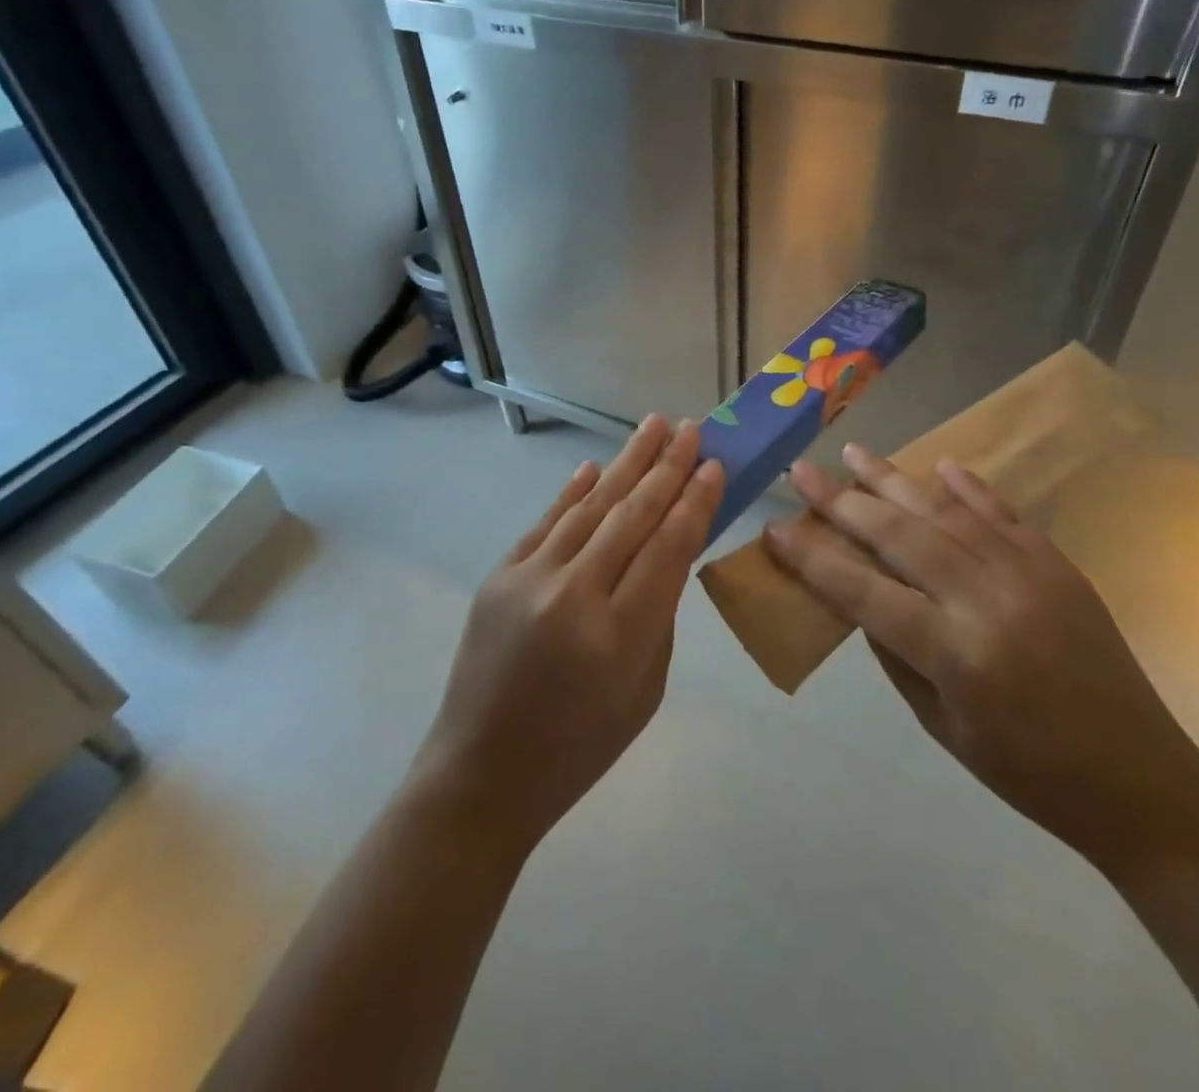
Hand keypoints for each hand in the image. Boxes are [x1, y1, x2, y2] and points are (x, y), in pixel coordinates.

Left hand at [413, 416, 724, 854]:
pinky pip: (545, 522)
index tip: (714, 464)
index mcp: (619, 635)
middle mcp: (573, 595)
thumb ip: (660, 613)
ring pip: (589, 507)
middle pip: (631, 515)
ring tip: (653, 426)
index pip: (667, 548)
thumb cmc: (581, 744)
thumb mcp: (644, 689)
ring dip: (625, 464)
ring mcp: (528, 580)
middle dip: (666, 468)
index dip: (694, 502)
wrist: (484, 771)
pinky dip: (572, 492)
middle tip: (690, 428)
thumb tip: (668, 548)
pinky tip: (595, 466)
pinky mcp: (498, 576)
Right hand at [763, 445, 1198, 866]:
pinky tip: (938, 465)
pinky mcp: (1057, 564)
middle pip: (899, 535)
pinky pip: (1003, 513)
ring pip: (945, 512)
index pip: (864, 591)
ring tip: (854, 452)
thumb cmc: (1028, 772)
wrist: (1140, 781)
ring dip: (894, 480)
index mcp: (955, 652)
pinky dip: (967, 487)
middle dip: (841, 501)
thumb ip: (895, 653)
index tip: (775, 528)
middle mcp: (987, 599)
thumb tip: (861, 596)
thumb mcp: (941, 725)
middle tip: (801, 471)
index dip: (813, 559)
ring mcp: (1028, 573)